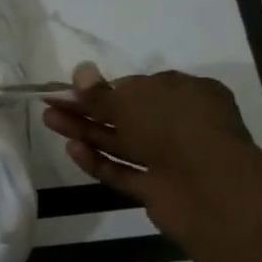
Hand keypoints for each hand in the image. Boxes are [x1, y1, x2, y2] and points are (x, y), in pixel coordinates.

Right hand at [42, 62, 261, 248]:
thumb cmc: (175, 127)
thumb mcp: (133, 101)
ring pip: (121, 143)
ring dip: (86, 132)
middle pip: (126, 115)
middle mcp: (180, 124)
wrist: (211, 190)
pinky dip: (99, 162)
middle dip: (87, 109)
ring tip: (50, 121)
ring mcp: (169, 160)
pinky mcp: (157, 189)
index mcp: (187, 93)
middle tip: (51, 104)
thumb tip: (80, 71)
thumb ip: (101, 92)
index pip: (140, 87)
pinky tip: (72, 149)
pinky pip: (124, 172)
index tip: (74, 89)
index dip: (105, 88)